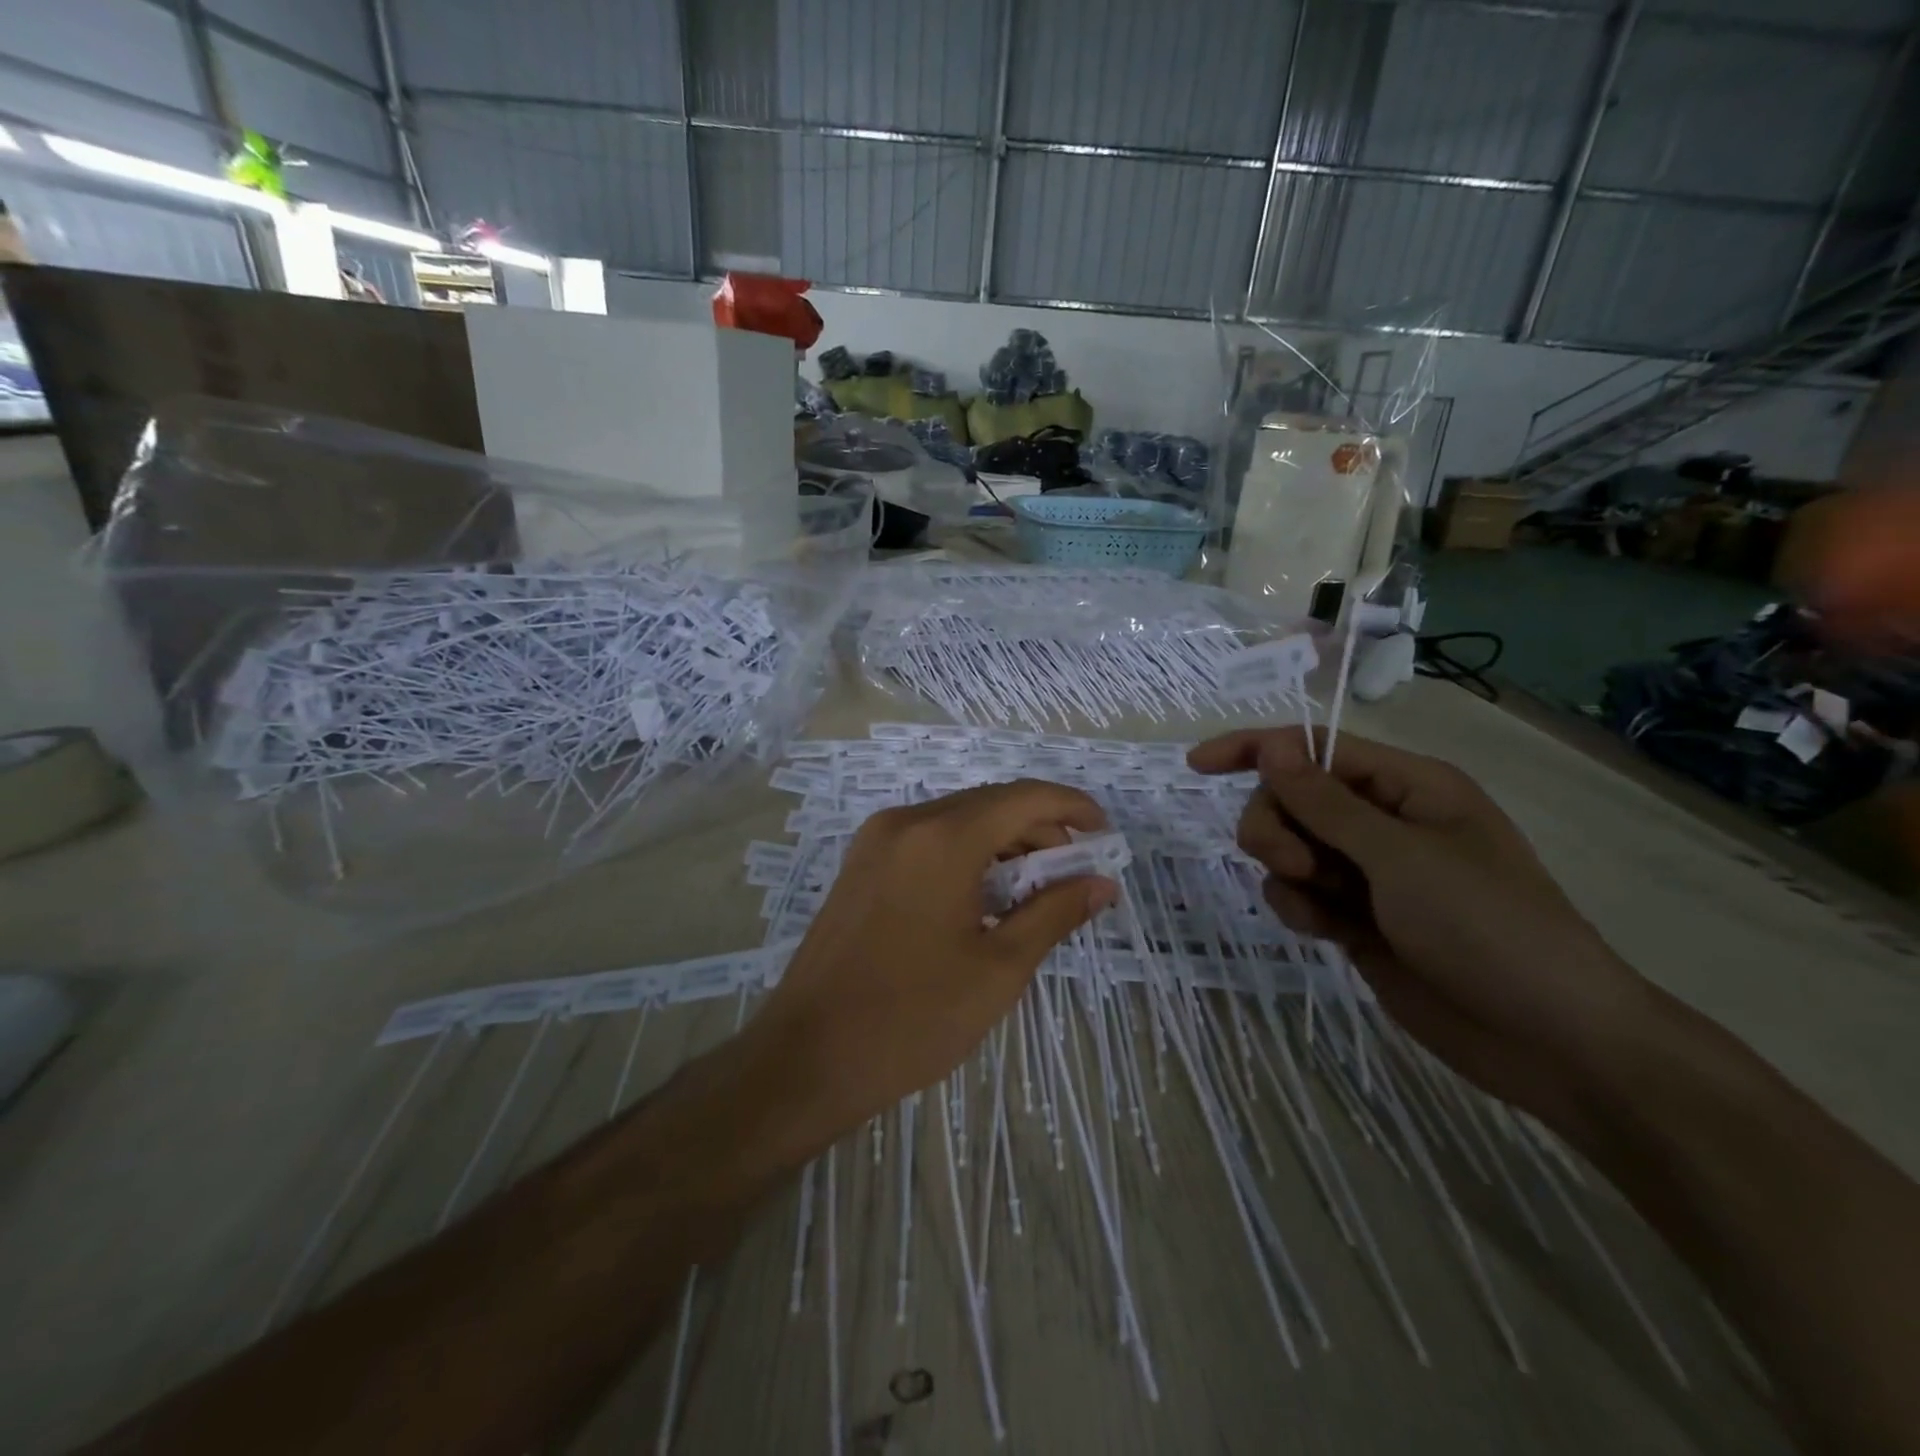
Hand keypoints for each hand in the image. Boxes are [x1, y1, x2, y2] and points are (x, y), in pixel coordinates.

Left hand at [748, 779, 1116, 1143]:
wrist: (808, 1057)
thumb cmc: (913, 1018)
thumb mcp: (999, 969)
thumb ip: (1054, 913)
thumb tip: (1101, 883)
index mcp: (942, 838)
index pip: (1023, 797)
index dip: (1072, 807)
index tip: (1105, 836)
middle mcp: (906, 822)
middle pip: (990, 804)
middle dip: (1040, 829)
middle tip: (1074, 874)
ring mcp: (875, 841)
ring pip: (957, 820)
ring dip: (1003, 843)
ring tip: (1036, 890)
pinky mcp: (860, 865)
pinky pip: (927, 840)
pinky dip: (966, 855)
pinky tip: (985, 896)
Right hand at [1189, 727, 1656, 1130]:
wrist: (1548, 1040)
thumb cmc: (1488, 928)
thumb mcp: (1401, 857)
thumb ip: (1325, 802)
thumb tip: (1273, 744)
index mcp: (1406, 786)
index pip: (1314, 748)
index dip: (1255, 750)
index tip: (1198, 766)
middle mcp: (1382, 821)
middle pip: (1290, 799)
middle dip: (1277, 826)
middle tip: (1296, 863)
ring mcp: (1367, 873)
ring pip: (1287, 847)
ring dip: (1286, 869)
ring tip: (1321, 904)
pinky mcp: (1354, 918)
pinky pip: (1297, 893)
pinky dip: (1297, 907)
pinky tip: (1325, 932)